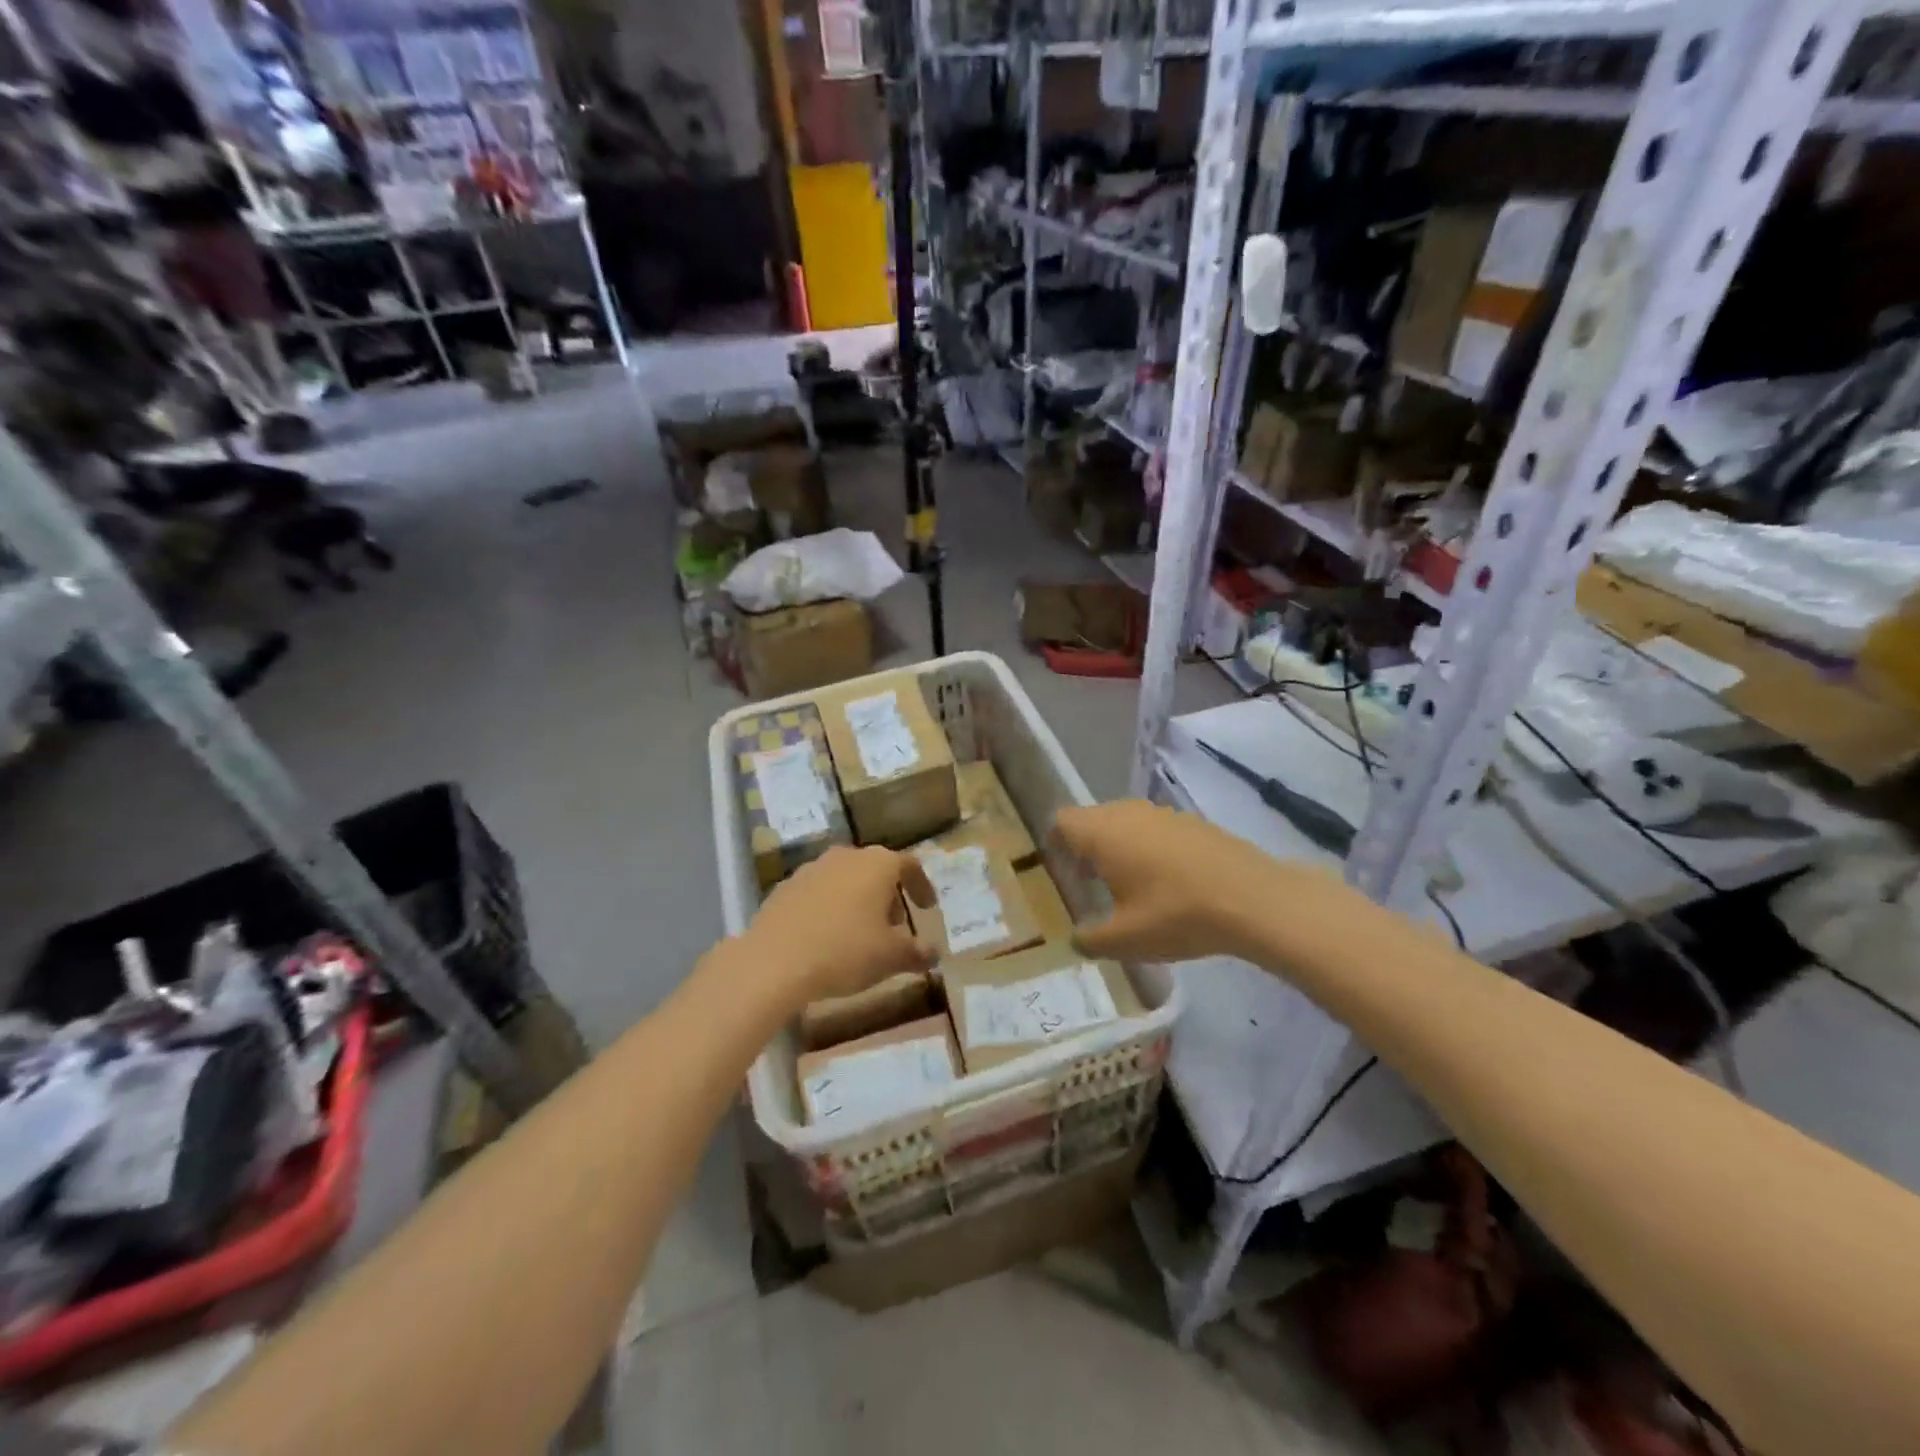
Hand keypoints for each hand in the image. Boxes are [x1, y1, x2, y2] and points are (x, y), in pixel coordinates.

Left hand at [742, 846, 936, 1004]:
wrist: (774, 961)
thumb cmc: (844, 951)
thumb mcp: (890, 957)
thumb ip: (917, 952)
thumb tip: (933, 952)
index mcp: (877, 864)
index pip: (909, 865)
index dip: (921, 886)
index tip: (927, 908)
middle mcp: (845, 856)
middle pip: (875, 869)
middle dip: (888, 895)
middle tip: (894, 925)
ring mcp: (811, 869)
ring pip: (845, 878)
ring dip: (858, 900)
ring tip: (860, 933)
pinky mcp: (784, 887)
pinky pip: (818, 893)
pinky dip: (829, 908)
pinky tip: (826, 937)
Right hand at [1052, 800, 1326, 962]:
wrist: (1253, 898)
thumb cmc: (1175, 914)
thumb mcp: (1125, 940)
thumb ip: (1090, 940)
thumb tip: (1077, 939)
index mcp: (1102, 832)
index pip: (1062, 821)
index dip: (1055, 844)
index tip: (1062, 874)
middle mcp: (1128, 812)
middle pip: (1093, 820)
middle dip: (1086, 849)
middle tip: (1091, 886)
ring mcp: (1163, 813)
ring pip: (1126, 823)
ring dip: (1120, 848)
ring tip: (1130, 887)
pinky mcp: (1192, 822)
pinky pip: (1155, 829)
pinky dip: (1150, 849)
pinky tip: (1168, 884)